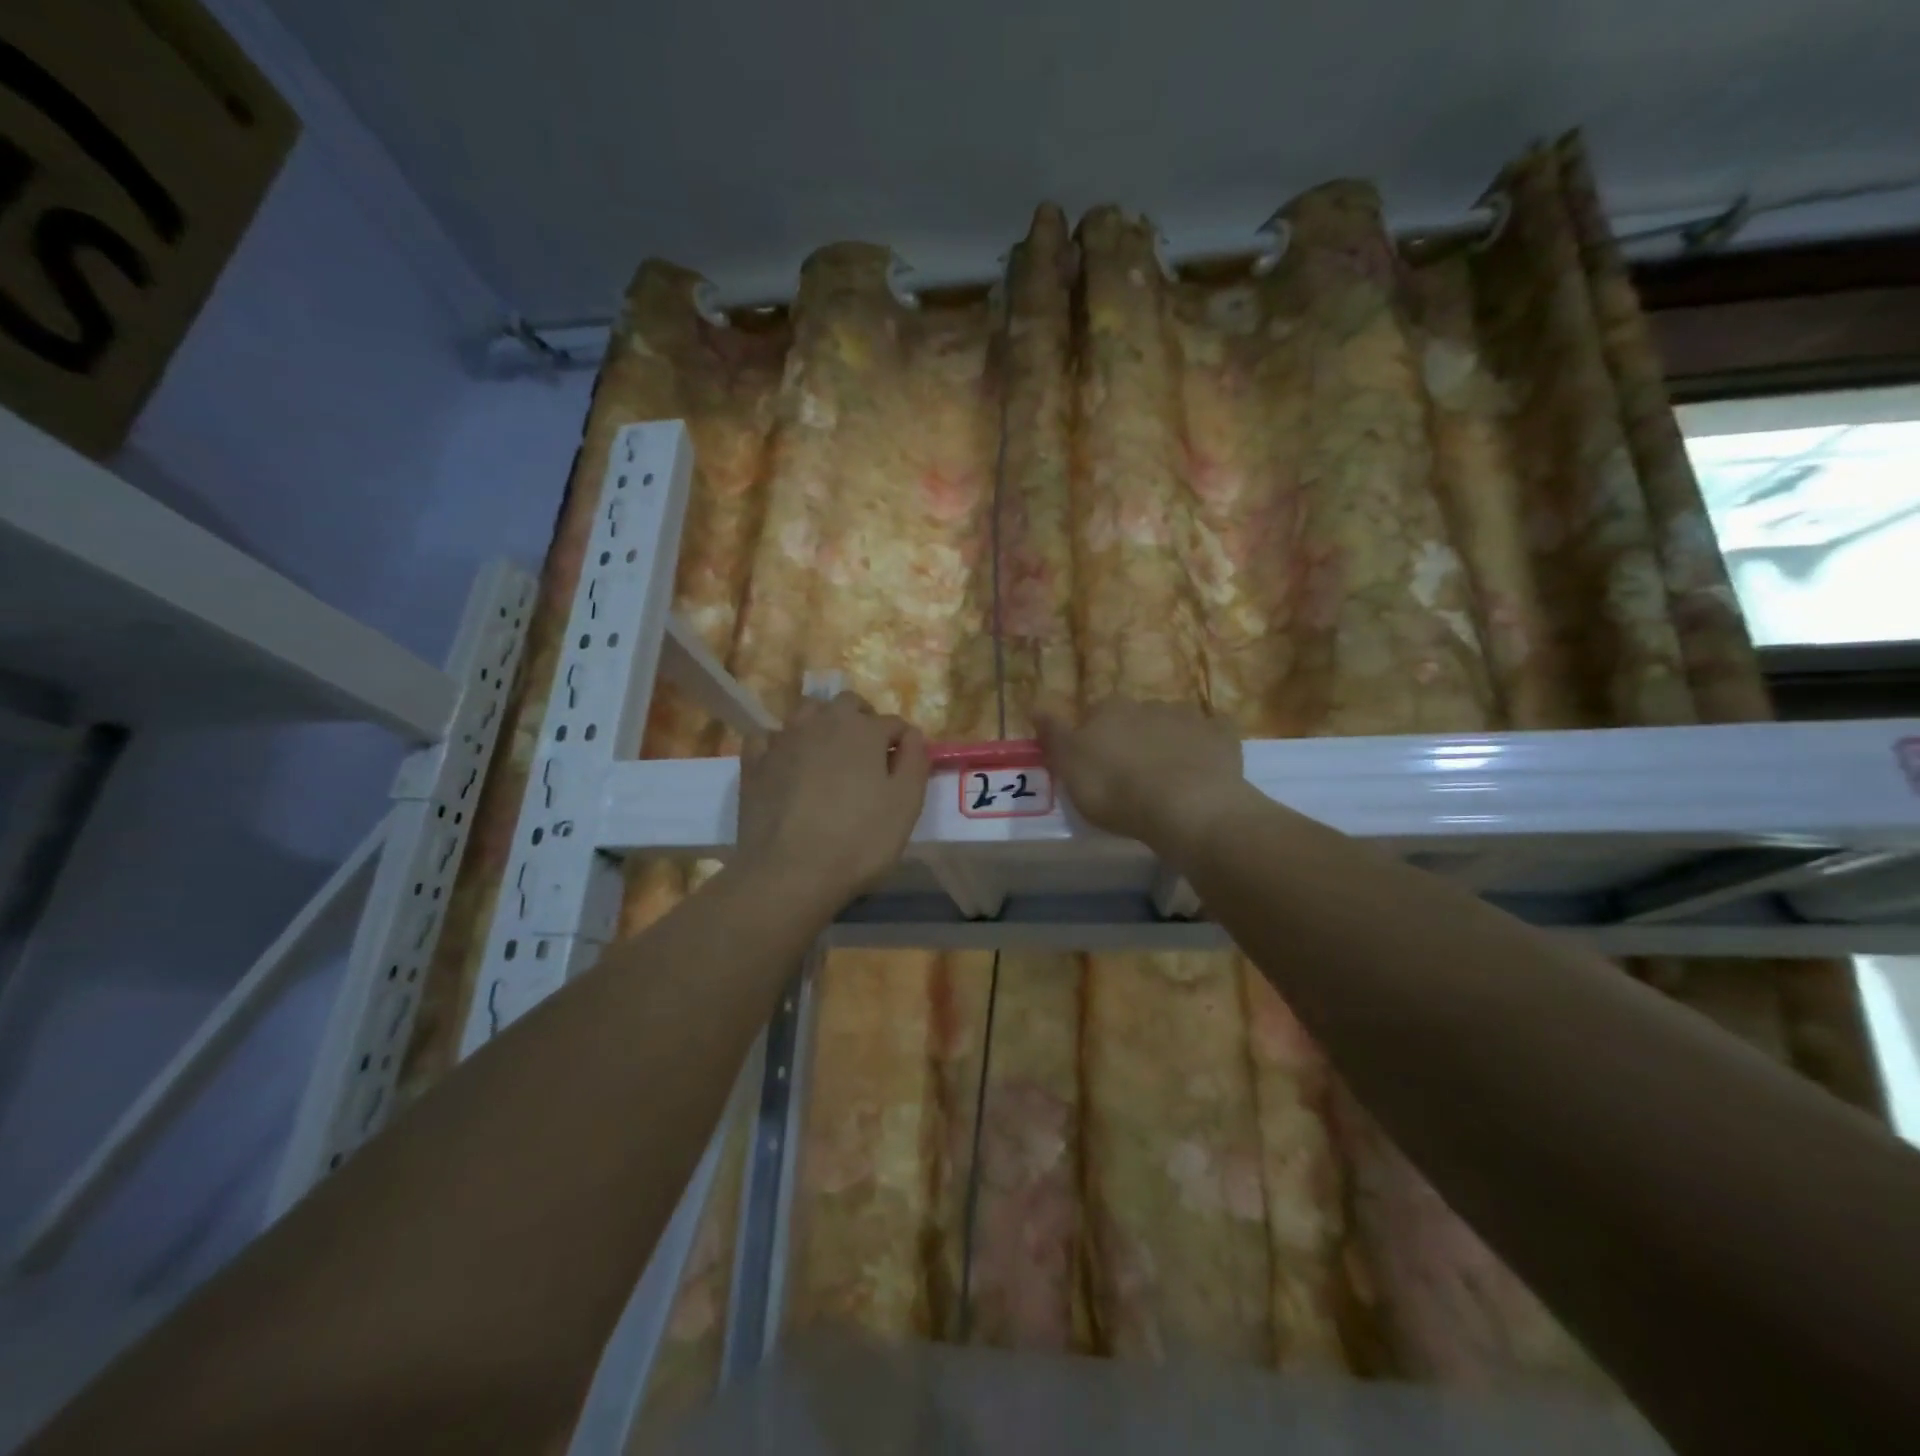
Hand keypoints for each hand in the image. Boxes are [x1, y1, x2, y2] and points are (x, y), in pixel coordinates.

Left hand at [737, 692, 929, 902]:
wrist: (790, 872)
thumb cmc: (859, 840)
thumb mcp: (906, 804)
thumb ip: (915, 760)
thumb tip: (912, 734)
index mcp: (863, 729)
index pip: (893, 722)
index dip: (902, 743)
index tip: (903, 768)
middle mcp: (822, 722)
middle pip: (847, 705)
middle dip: (862, 721)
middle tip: (868, 757)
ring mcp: (784, 739)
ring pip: (807, 712)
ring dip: (822, 723)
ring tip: (829, 755)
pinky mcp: (754, 762)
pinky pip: (769, 737)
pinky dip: (781, 744)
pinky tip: (786, 764)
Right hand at [1036, 699, 1247, 859]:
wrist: (1184, 806)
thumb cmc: (1115, 789)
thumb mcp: (1069, 768)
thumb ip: (1053, 735)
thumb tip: (1036, 706)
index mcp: (1109, 710)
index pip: (1095, 715)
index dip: (1094, 738)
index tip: (1096, 764)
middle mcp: (1148, 705)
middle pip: (1136, 718)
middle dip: (1134, 738)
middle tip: (1132, 773)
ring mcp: (1189, 718)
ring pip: (1173, 724)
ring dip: (1169, 741)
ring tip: (1168, 776)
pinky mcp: (1222, 736)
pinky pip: (1213, 736)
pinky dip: (1208, 747)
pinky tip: (1205, 768)